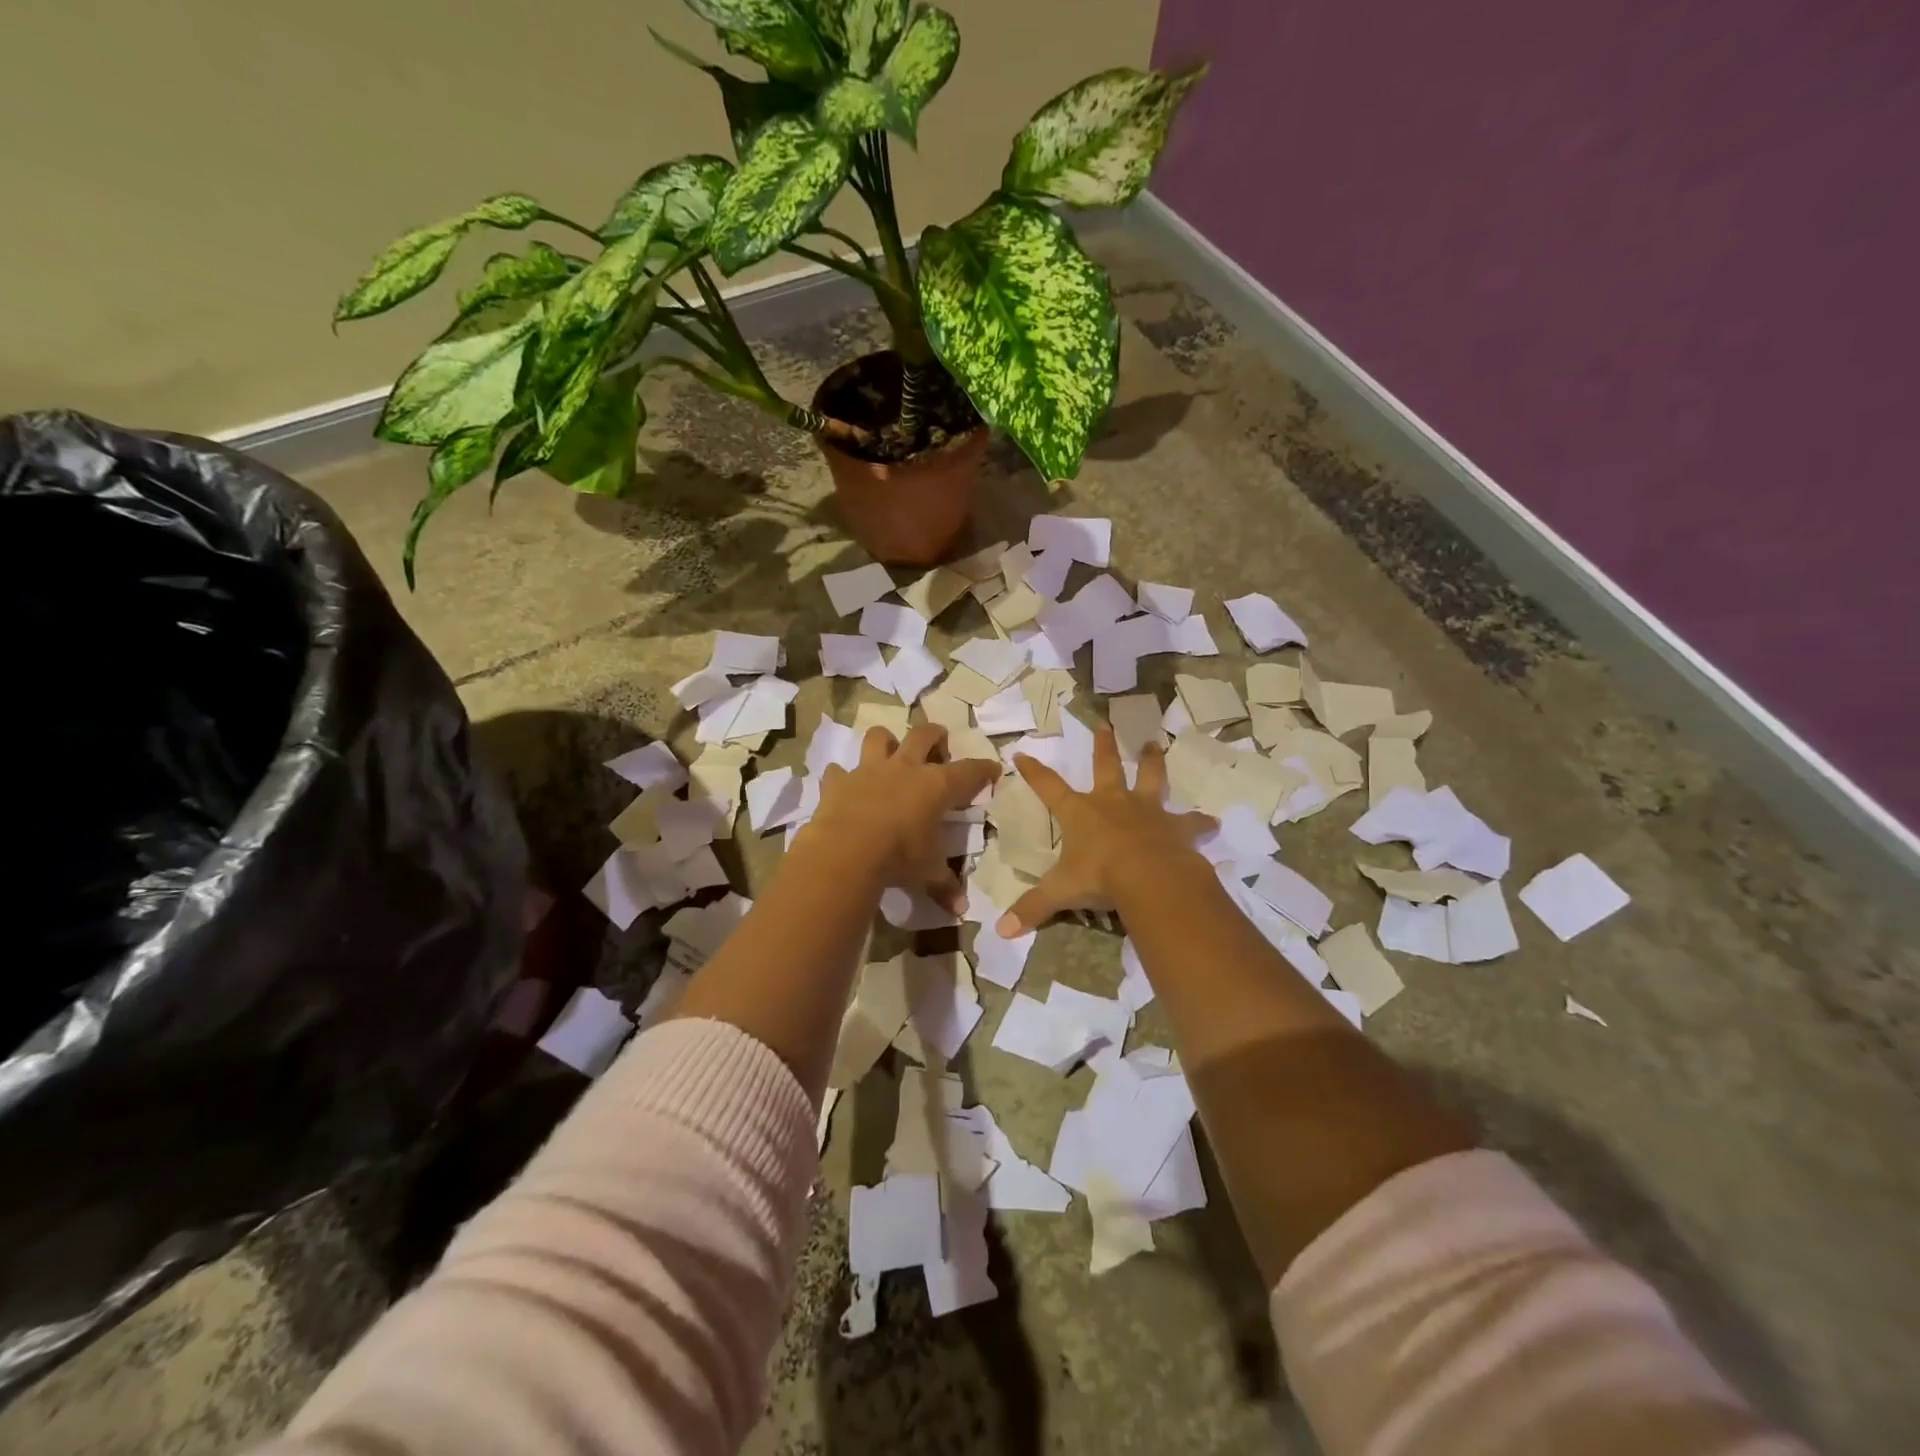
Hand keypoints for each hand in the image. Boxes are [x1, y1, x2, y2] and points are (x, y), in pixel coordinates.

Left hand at [805, 723, 1001, 912]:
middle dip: (935, 735)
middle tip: (939, 743)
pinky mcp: (838, 781)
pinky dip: (841, 776)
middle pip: (924, 735)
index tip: (992, 769)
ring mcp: (869, 770)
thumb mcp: (927, 873)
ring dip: (886, 742)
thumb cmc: (898, 857)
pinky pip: (838, 771)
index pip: (969, 771)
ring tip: (890, 753)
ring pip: (879, 737)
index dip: (983, 769)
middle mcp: (905, 768)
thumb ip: (944, 885)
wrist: (846, 851)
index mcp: (936, 786)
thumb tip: (961, 909)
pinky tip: (845, 785)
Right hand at [998, 726, 1214, 935]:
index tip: (1021, 754)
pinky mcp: (1176, 827)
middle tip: (1105, 725)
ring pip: (1151, 778)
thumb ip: (1033, 908)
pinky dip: (1200, 824)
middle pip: (1106, 766)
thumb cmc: (1099, 877)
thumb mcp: (1061, 893)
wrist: (1149, 877)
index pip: (1048, 787)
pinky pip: (1191, 823)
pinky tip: (1212, 824)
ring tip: (1155, 745)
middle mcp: (1113, 803)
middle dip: (1103, 746)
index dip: (1034, 772)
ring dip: (1152, 761)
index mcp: (1080, 813)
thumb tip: (1001, 931)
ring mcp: (1147, 811)